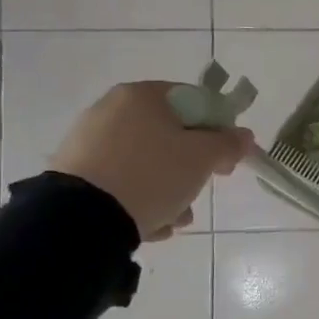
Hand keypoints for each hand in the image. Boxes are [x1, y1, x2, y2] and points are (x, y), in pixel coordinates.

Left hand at [49, 81, 253, 240]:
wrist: (82, 219)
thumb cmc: (152, 175)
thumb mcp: (202, 158)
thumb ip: (228, 143)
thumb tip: (243, 136)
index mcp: (142, 96)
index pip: (194, 101)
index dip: (219, 128)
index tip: (226, 157)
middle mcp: (111, 110)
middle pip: (170, 134)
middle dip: (192, 166)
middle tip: (202, 187)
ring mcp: (89, 142)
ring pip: (148, 162)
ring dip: (169, 189)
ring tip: (175, 218)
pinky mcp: (75, 173)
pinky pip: (122, 181)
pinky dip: (140, 199)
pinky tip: (149, 223)